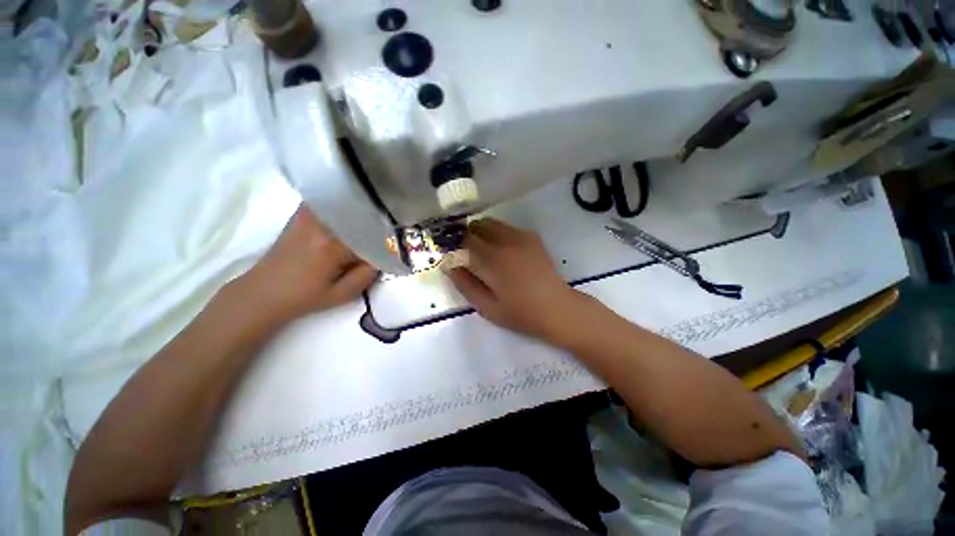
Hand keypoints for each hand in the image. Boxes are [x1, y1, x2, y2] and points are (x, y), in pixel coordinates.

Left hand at [241, 204, 377, 322]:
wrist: (263, 291)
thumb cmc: (304, 297)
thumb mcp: (342, 295)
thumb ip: (367, 275)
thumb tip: (383, 257)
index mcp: (333, 246)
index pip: (371, 238)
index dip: (386, 245)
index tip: (394, 251)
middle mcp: (322, 224)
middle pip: (362, 219)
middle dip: (377, 228)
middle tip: (388, 239)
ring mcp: (310, 215)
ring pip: (348, 207)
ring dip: (363, 215)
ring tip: (374, 225)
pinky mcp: (303, 214)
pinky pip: (332, 203)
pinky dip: (346, 207)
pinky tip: (352, 216)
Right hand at [448, 219, 584, 341]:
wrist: (557, 308)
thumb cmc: (521, 313)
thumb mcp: (487, 307)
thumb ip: (465, 285)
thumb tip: (449, 265)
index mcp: (493, 261)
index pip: (464, 242)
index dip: (453, 246)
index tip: (450, 255)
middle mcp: (505, 242)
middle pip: (476, 227)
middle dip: (465, 237)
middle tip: (465, 254)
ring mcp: (521, 237)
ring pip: (491, 223)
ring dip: (480, 232)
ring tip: (481, 250)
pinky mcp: (531, 237)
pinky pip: (506, 227)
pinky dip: (496, 233)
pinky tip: (501, 250)